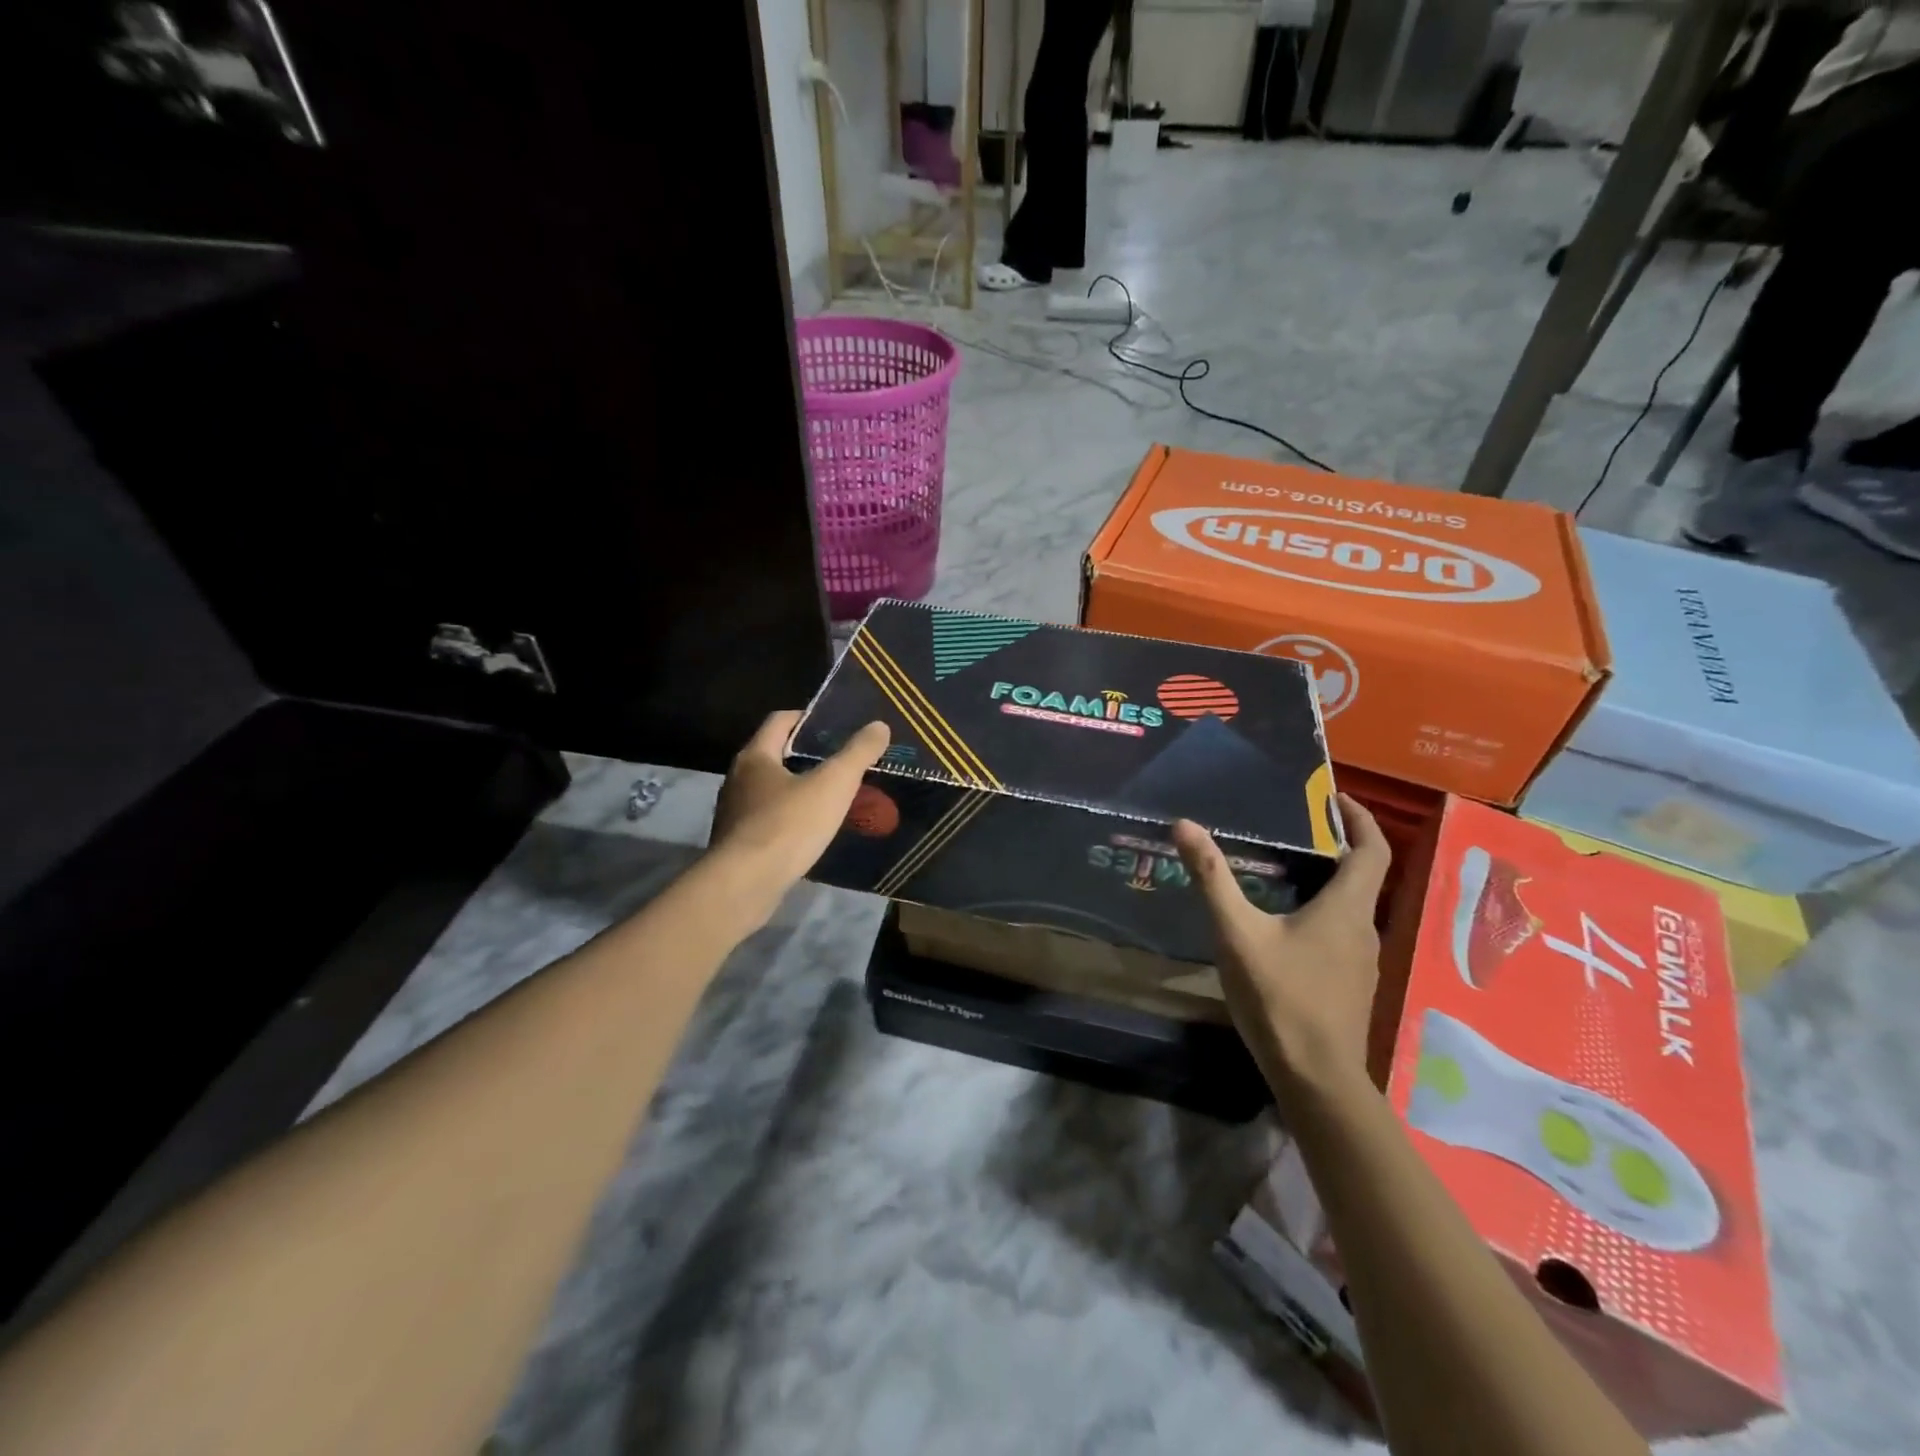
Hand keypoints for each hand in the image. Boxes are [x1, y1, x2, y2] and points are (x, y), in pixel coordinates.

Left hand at [709, 711, 889, 897]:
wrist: (745, 885)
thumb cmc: (788, 825)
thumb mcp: (833, 785)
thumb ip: (857, 753)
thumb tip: (879, 725)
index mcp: (755, 756)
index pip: (781, 720)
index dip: (809, 718)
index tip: (837, 727)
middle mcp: (738, 778)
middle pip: (775, 754)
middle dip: (807, 756)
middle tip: (842, 763)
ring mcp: (735, 813)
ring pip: (771, 790)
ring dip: (798, 789)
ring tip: (832, 798)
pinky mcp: (737, 843)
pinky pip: (768, 820)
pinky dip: (790, 818)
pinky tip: (811, 832)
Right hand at [1173, 793, 1390, 1098]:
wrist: (1316, 1078)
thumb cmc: (1280, 998)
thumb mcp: (1237, 933)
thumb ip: (1212, 878)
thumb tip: (1185, 825)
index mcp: (1346, 908)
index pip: (1372, 850)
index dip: (1361, 818)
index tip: (1337, 797)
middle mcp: (1365, 929)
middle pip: (1363, 876)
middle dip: (1338, 846)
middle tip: (1298, 828)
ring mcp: (1363, 962)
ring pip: (1352, 907)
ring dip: (1330, 882)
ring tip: (1288, 869)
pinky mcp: (1352, 985)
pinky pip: (1343, 933)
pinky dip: (1325, 912)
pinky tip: (1288, 926)